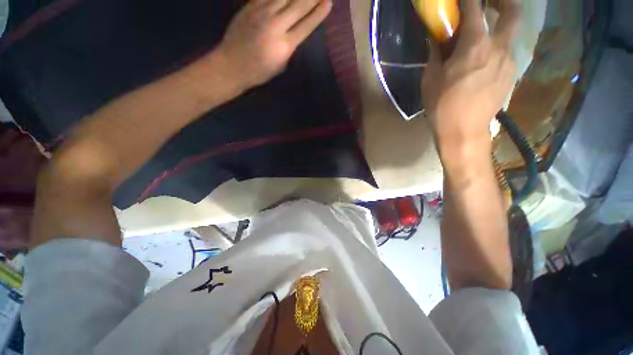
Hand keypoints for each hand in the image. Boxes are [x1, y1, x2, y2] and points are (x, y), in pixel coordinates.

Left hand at [217, 0, 331, 88]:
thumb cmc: (259, 71)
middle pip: (298, 5)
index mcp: (285, 45)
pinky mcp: (250, 6)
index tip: (328, 3)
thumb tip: (295, 31)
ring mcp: (261, 13)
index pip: (306, 25)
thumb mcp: (280, 65)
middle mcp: (276, 25)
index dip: (318, 13)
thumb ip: (289, 47)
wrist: (232, 65)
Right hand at [422, 0, 520, 146]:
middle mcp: (498, 47)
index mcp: (474, 46)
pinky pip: (507, 53)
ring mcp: (509, 61)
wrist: (464, 132)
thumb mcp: (430, 80)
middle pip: (513, 12)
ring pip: (511, 34)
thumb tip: (437, 39)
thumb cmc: (442, 106)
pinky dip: (497, 49)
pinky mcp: (511, 75)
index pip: (475, 8)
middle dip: (503, 1)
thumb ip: (435, 54)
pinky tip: (485, 62)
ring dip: (499, 29)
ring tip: (483, 39)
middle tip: (491, 3)